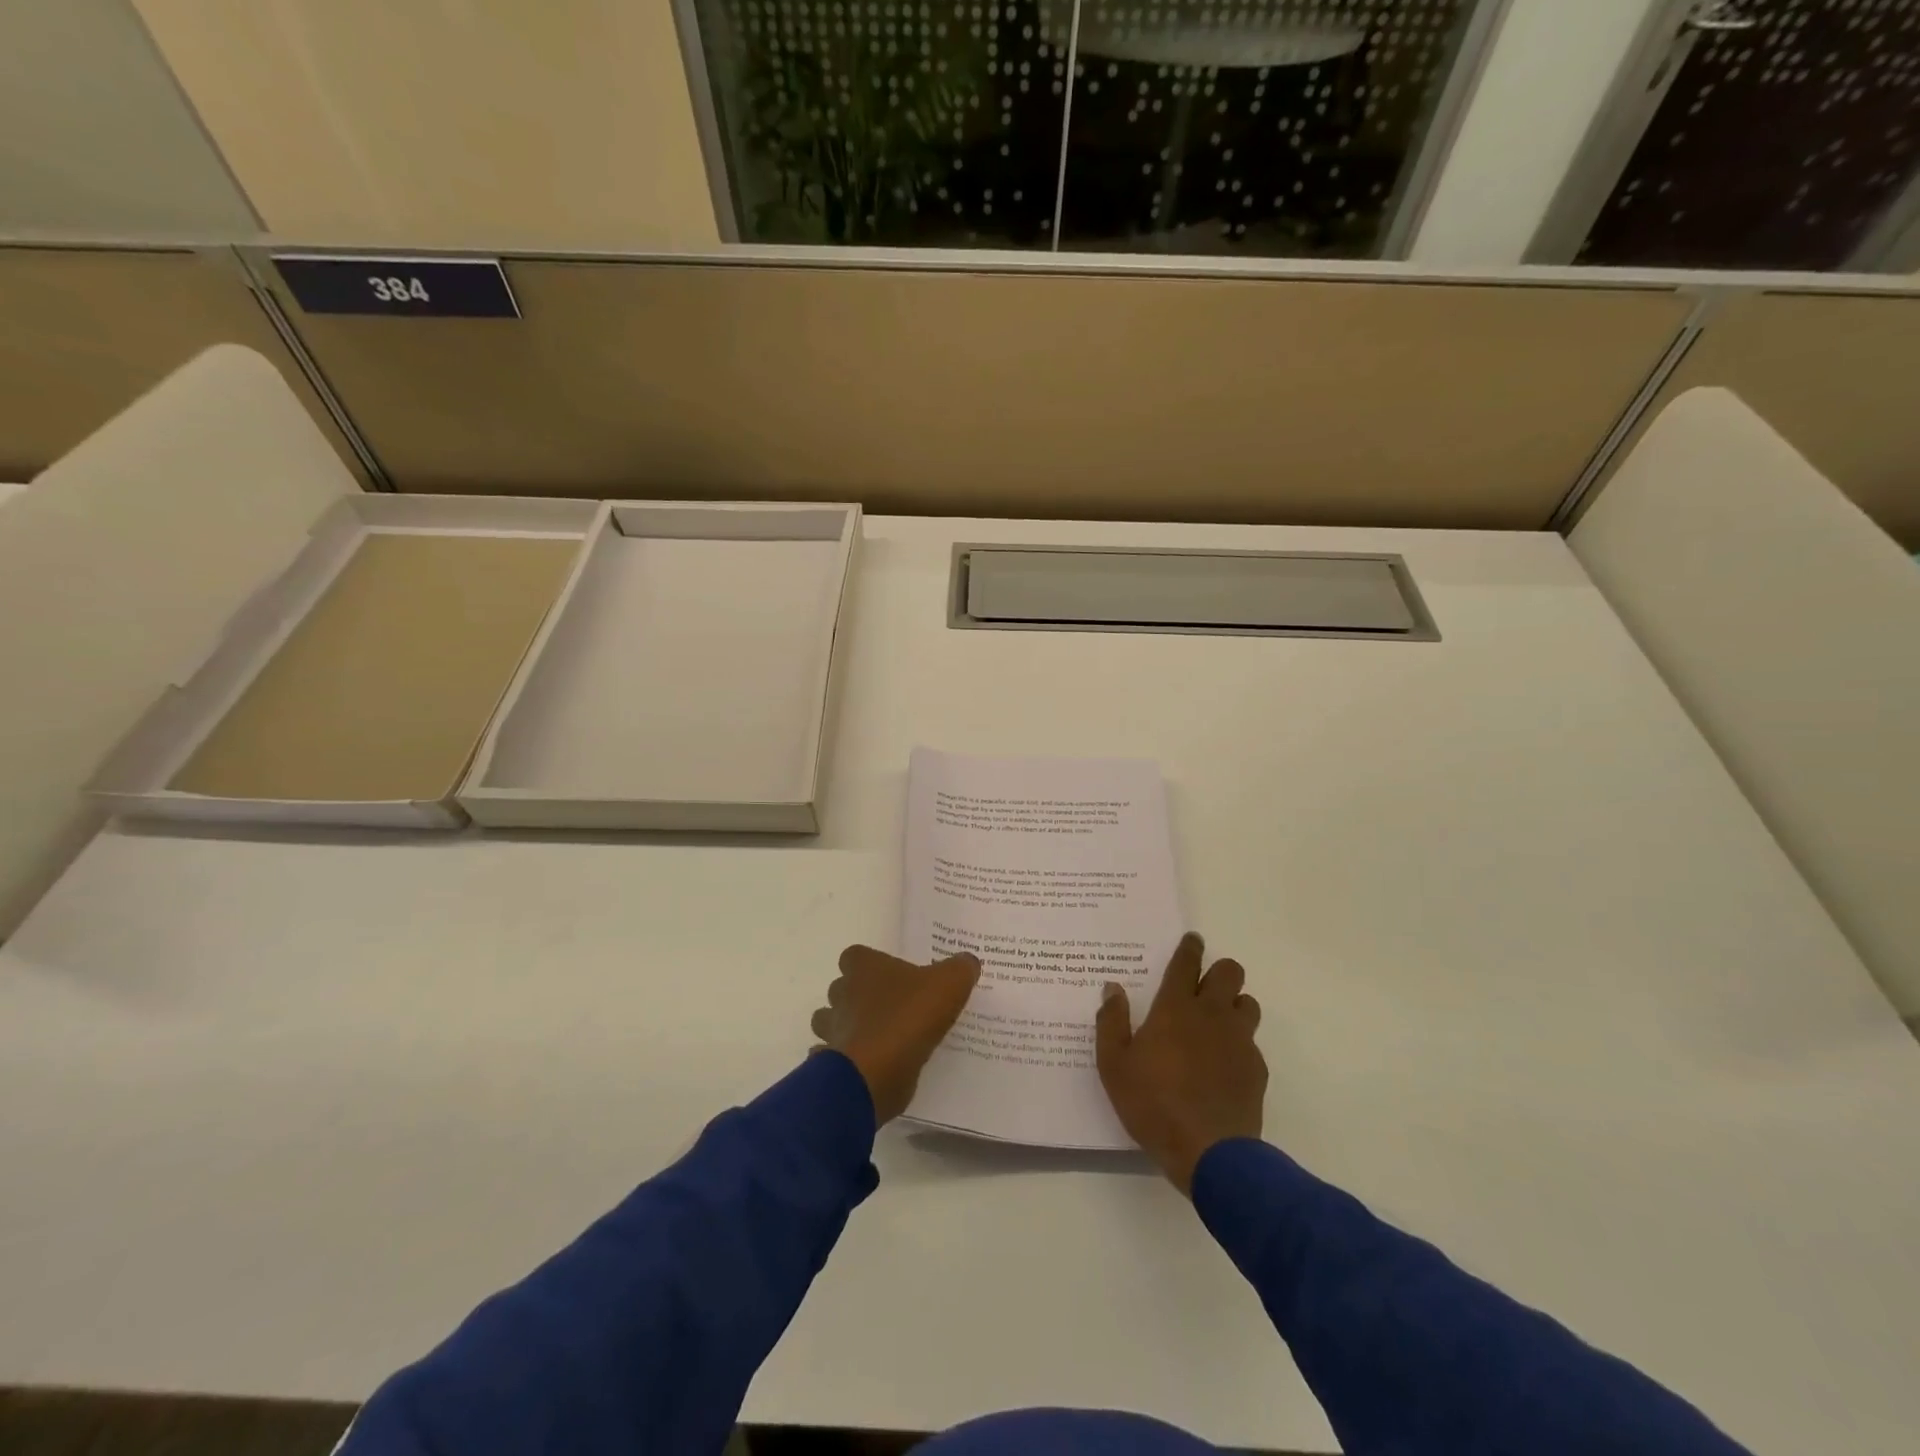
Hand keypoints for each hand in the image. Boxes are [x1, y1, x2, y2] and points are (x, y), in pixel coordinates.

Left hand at [813, 945, 981, 1122]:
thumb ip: (960, 968)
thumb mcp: (949, 985)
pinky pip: (831, 1058)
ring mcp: (833, 1031)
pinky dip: (842, 1061)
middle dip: (857, 996)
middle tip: (889, 1008)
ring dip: (846, 1027)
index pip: (854, 956)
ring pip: (830, 1022)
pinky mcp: (831, 1065)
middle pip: (841, 988)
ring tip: (876, 1038)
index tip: (889, 975)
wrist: (876, 1073)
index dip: (869, 963)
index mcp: (865, 969)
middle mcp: (842, 995)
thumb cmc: (909, 1018)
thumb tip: (967, 961)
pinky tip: (866, 1067)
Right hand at [1096, 933, 1266, 1193]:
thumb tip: (1112, 988)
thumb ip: (1111, 1022)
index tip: (1192, 940)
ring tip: (1217, 1023)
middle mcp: (1211, 1015)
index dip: (1190, 948)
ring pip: (1248, 1003)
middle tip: (1203, 986)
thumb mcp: (1114, 1065)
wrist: (1209, 1153)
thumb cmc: (1152, 1104)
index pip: (1186, 963)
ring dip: (1234, 1005)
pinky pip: (1252, 1042)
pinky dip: (1240, 1044)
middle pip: (1229, 972)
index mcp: (1175, 1009)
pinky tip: (1224, 1065)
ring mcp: (1239, 1041)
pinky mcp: (1256, 1069)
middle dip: (1219, 972)